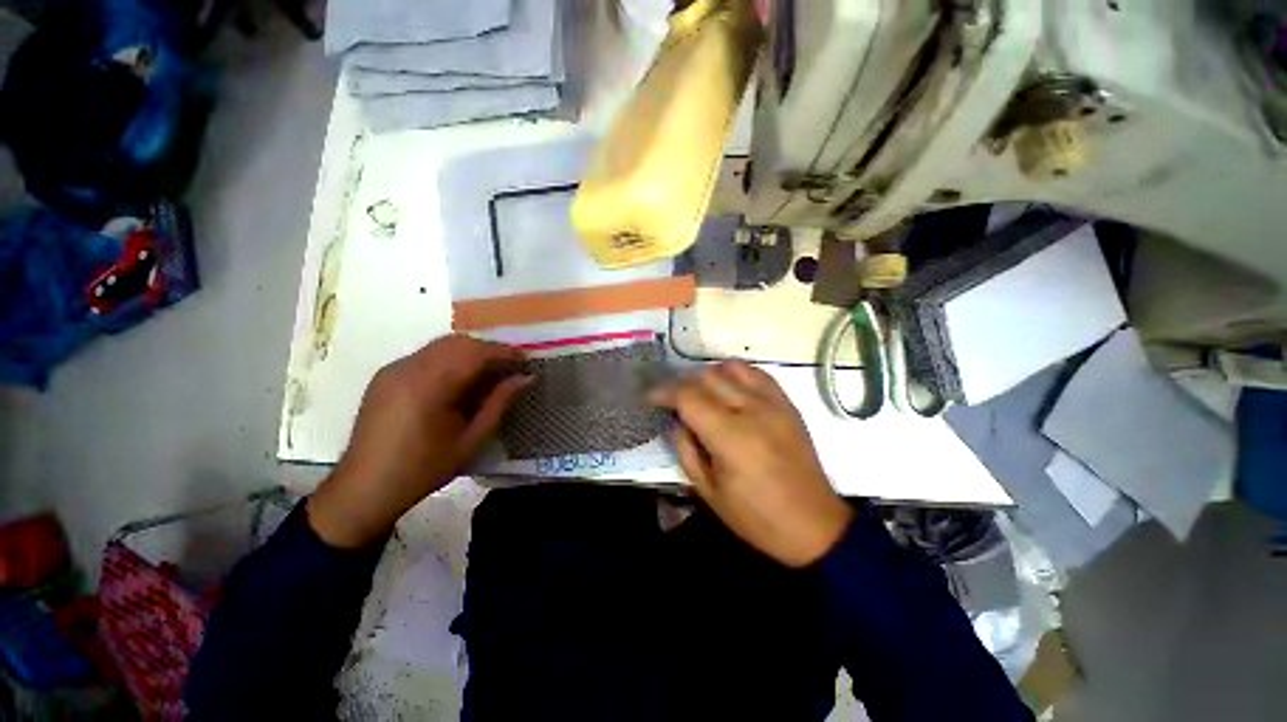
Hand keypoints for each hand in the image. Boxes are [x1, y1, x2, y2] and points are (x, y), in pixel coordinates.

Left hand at [308, 335, 531, 547]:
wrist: (365, 488)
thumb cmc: (424, 468)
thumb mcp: (471, 439)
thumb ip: (499, 403)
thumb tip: (526, 378)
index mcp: (429, 385)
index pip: (475, 353)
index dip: (504, 353)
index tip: (526, 361)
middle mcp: (408, 367)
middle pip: (458, 342)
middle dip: (488, 350)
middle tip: (511, 367)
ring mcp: (394, 368)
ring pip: (441, 345)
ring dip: (470, 352)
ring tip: (490, 372)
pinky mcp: (386, 375)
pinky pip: (426, 355)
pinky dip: (450, 359)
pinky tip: (459, 380)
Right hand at [650, 362, 852, 566]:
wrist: (814, 525)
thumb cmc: (756, 517)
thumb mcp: (708, 492)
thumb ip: (685, 449)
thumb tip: (676, 420)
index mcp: (730, 436)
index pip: (687, 396)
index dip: (663, 392)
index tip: (649, 398)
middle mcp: (751, 410)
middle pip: (706, 376)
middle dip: (681, 384)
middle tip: (672, 401)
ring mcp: (773, 403)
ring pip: (730, 368)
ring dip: (708, 376)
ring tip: (700, 395)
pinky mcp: (787, 404)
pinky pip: (757, 373)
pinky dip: (735, 374)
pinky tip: (729, 390)